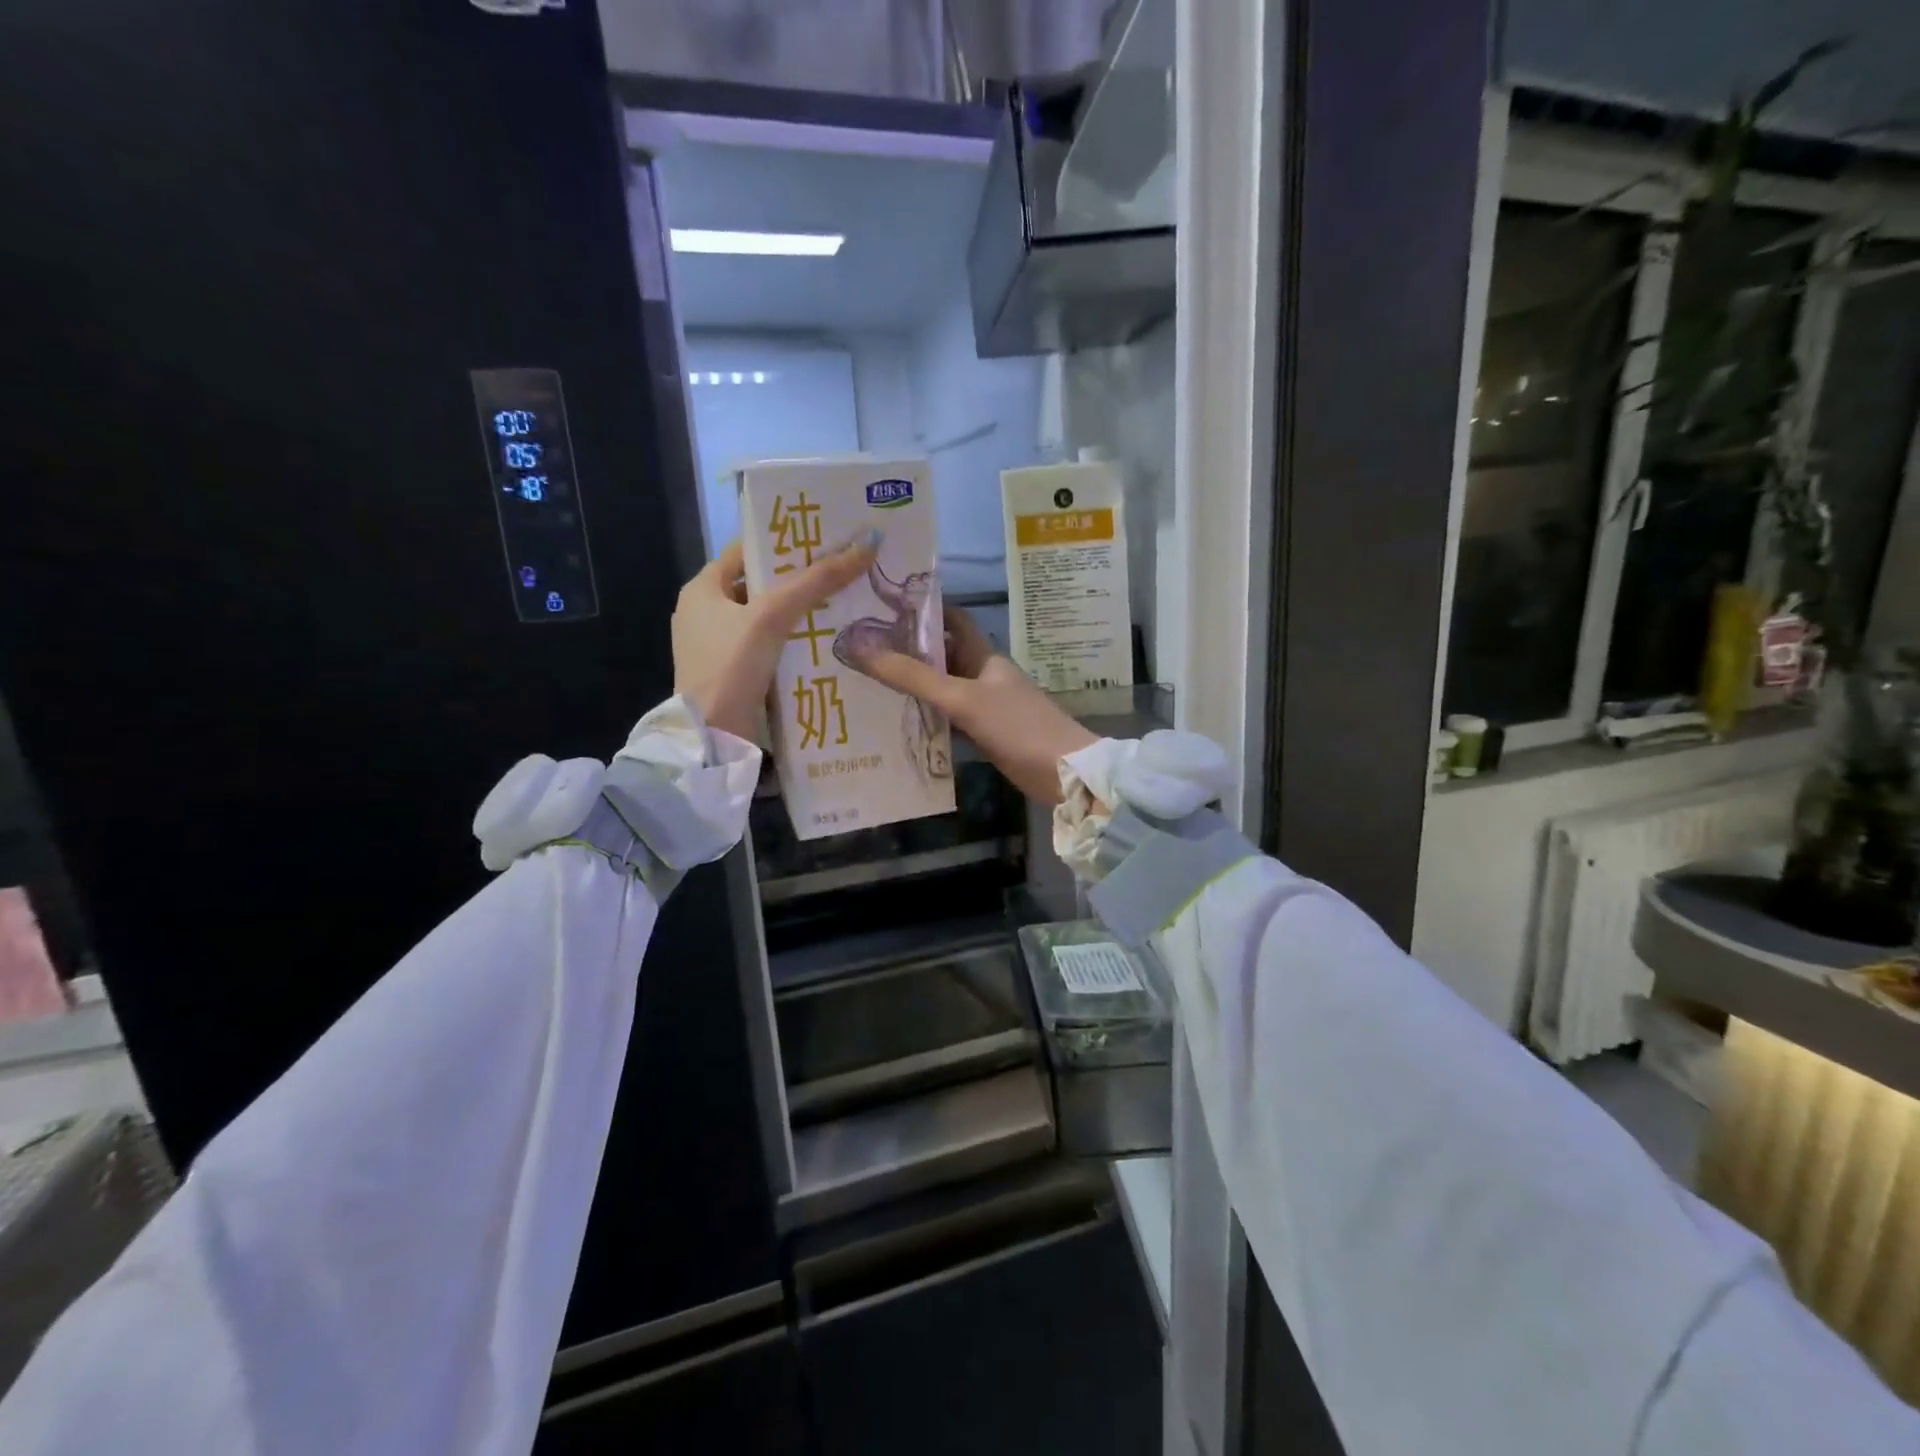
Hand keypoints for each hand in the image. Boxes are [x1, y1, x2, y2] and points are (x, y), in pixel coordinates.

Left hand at [673, 534, 877, 743]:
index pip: (746, 550)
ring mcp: (720, 647)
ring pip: (769, 619)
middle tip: (846, 569)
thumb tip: (866, 543)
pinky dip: (796, 642)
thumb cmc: (731, 665)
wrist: (712, 737)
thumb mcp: (773, 615)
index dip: (784, 541)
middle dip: (801, 578)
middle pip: (762, 584)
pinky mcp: (736, 674)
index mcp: (702, 588)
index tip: (825, 536)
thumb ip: (817, 580)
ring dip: (803, 612)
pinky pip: (771, 647)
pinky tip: (829, 641)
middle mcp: (706, 613)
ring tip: (847, 602)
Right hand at [854, 607, 1095, 804]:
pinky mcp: (987, 734)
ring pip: (944, 688)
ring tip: (869, 683)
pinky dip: (929, 718)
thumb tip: (860, 647)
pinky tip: (900, 722)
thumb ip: (913, 677)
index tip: (881, 608)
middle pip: (943, 655)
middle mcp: (984, 675)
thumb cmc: (1017, 726)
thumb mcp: (962, 698)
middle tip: (862, 650)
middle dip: (908, 651)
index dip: (922, 610)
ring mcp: (987, 706)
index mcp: (984, 655)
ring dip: (915, 687)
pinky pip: (950, 719)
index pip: (952, 619)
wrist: (1063, 772)